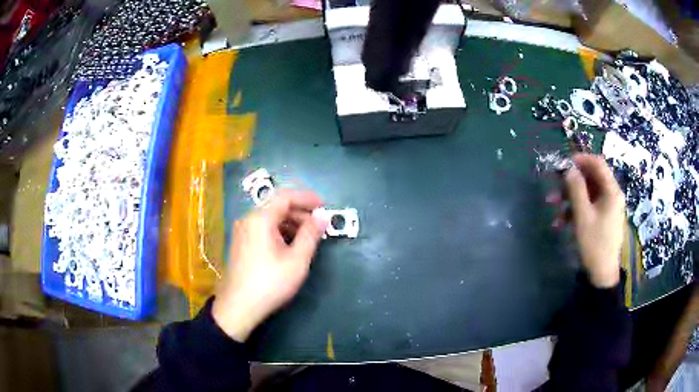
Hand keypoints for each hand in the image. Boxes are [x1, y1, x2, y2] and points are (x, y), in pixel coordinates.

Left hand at [212, 190, 328, 341]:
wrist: (239, 307)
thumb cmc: (270, 283)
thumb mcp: (297, 260)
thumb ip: (311, 234)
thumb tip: (323, 215)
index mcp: (260, 219)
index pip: (285, 196)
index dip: (307, 198)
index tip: (325, 206)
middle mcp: (248, 220)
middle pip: (277, 206)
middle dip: (300, 212)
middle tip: (319, 225)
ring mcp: (242, 231)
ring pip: (270, 218)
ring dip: (291, 223)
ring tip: (308, 237)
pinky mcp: (241, 243)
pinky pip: (262, 229)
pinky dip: (279, 231)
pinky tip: (290, 246)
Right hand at [557, 154, 625, 287]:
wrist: (602, 274)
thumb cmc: (594, 244)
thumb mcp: (582, 216)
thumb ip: (576, 189)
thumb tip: (568, 169)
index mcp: (612, 191)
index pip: (598, 163)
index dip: (580, 159)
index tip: (563, 163)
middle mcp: (612, 195)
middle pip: (591, 178)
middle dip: (571, 181)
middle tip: (554, 184)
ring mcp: (608, 207)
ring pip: (588, 192)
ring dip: (570, 197)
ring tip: (552, 205)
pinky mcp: (603, 217)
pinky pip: (589, 206)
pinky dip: (575, 210)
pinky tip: (560, 222)